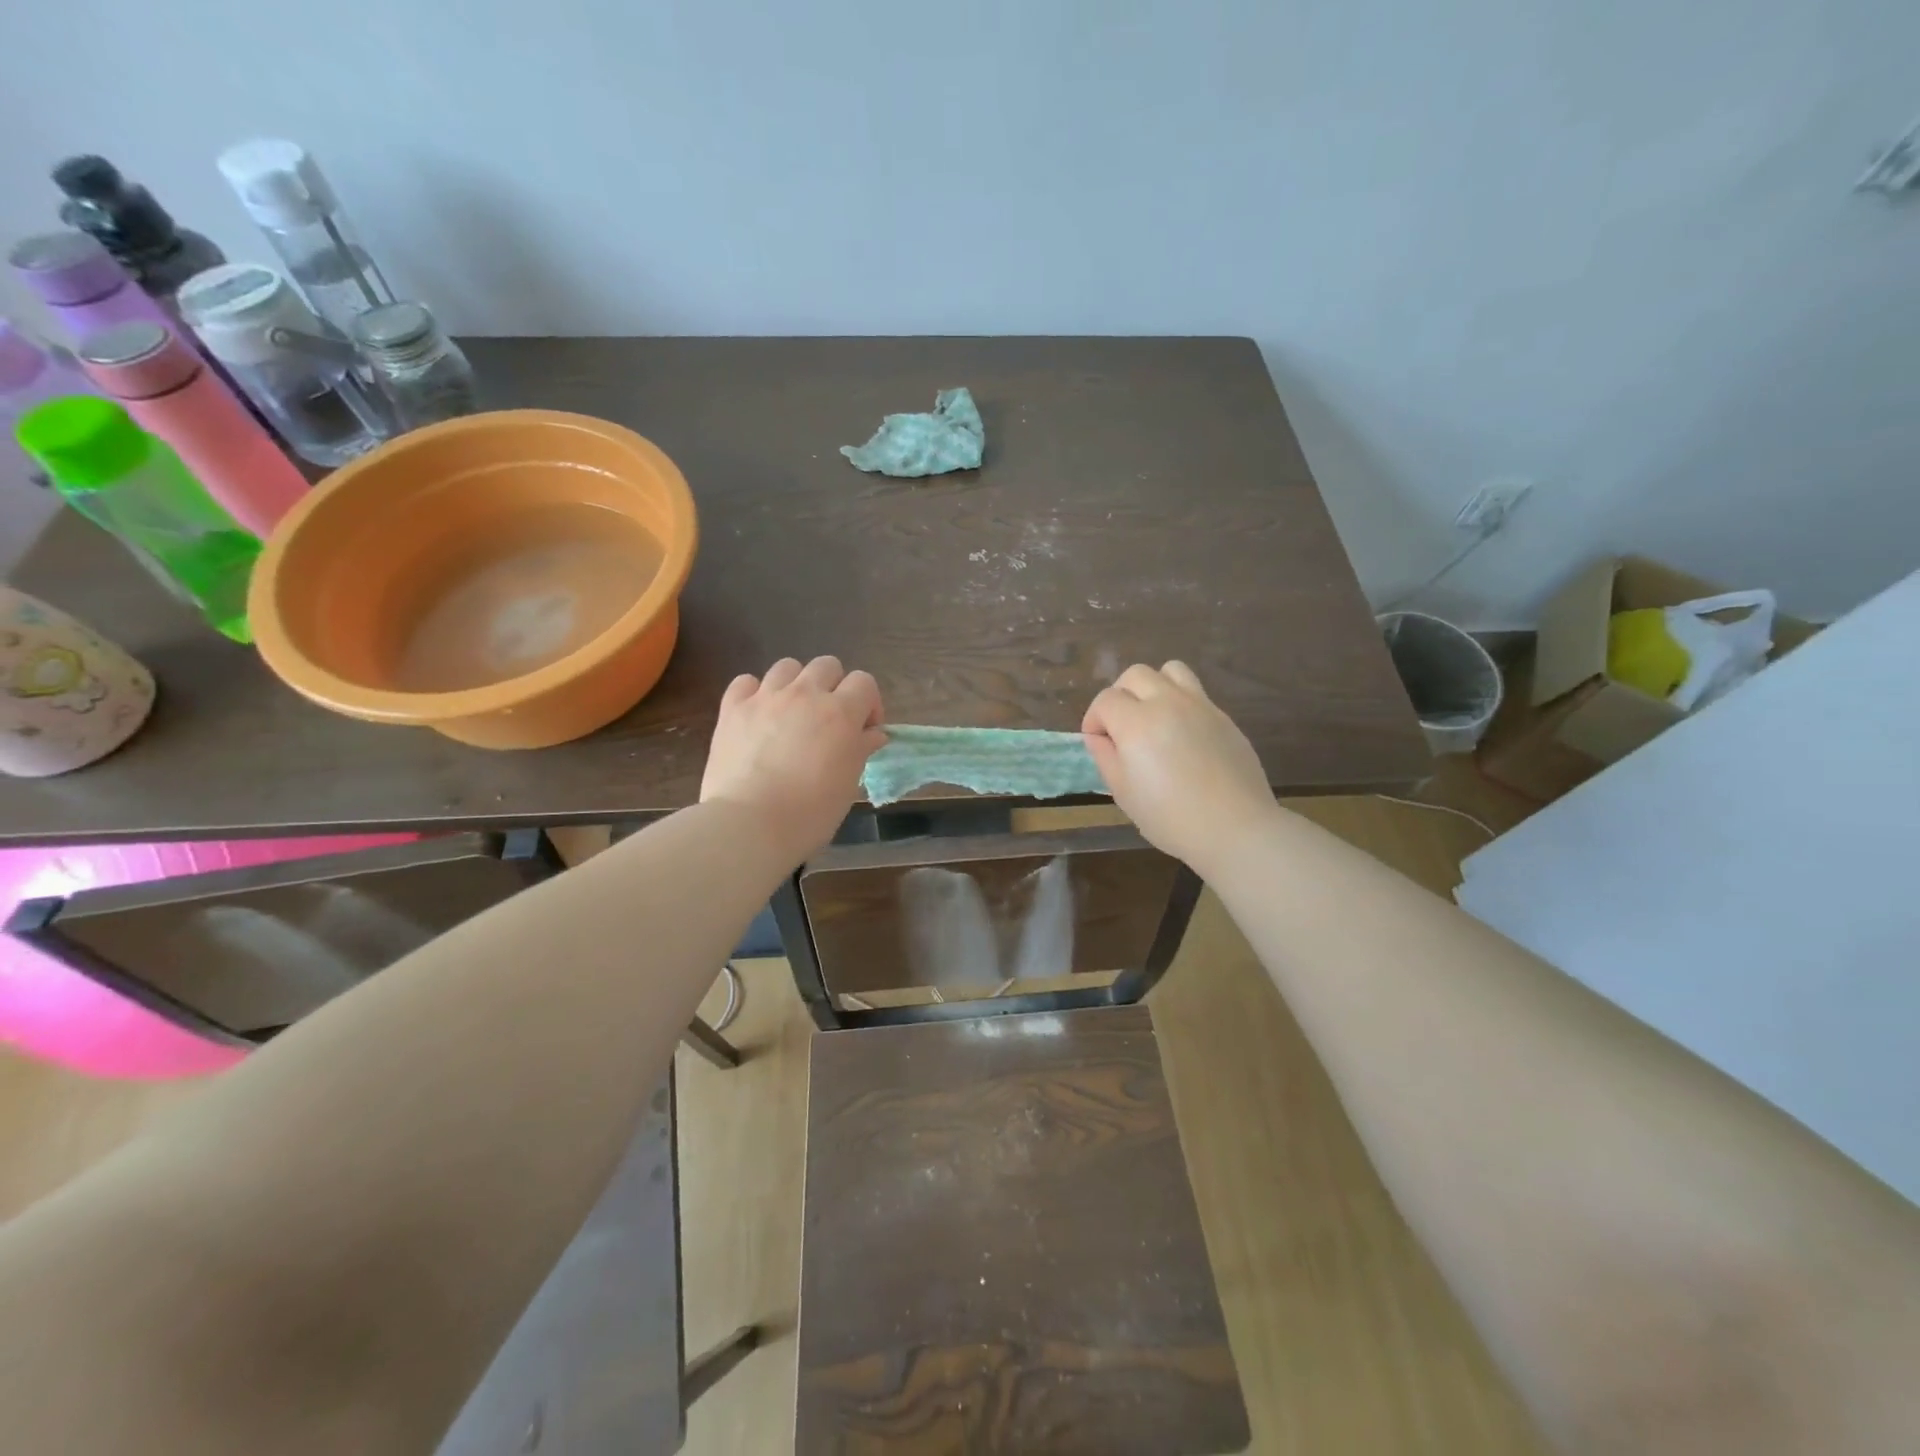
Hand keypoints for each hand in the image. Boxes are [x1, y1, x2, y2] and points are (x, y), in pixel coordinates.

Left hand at [701, 657, 885, 860]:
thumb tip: (873, 733)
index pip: (864, 681)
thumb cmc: (810, 813)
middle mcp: (805, 695)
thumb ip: (861, 750)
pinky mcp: (732, 708)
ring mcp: (766, 698)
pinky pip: (746, 682)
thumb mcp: (848, 784)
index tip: (864, 731)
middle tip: (828, 720)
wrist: (749, 825)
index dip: (868, 703)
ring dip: (795, 685)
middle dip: (834, 687)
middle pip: (827, 665)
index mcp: (840, 712)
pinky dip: (754, 693)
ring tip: (792, 714)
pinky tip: (757, 715)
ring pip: (787, 667)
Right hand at [1082, 661, 1277, 873]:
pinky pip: (1195, 693)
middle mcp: (1167, 703)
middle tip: (1121, 727)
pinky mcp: (1223, 716)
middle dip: (1120, 695)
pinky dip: (1180, 703)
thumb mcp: (1123, 792)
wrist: (1234, 827)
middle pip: (1135, 675)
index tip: (1098, 742)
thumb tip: (1099, 737)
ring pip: (1170, 670)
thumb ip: (1105, 757)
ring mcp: (1200, 706)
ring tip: (1153, 716)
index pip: (1105, 700)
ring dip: (1153, 687)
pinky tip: (1182, 736)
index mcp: (1136, 723)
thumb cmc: (1170, 817)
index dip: (1094, 719)